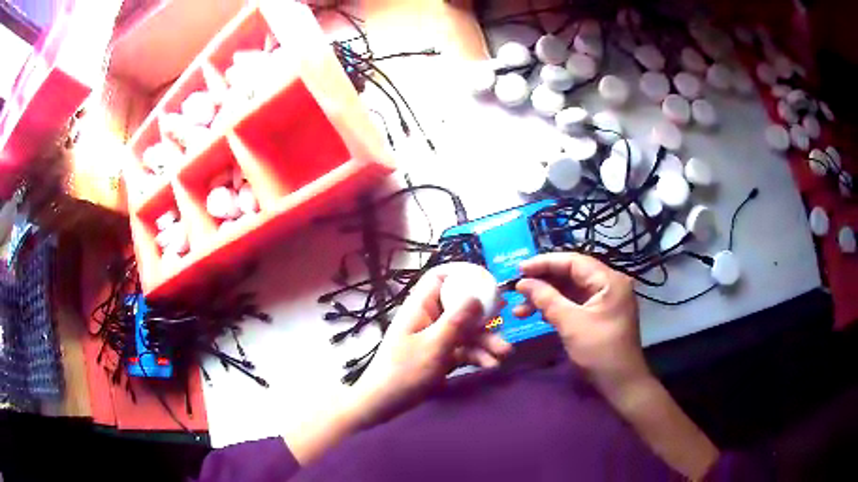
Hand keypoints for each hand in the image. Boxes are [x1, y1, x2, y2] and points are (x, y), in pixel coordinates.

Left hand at [354, 263, 512, 425]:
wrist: (384, 404)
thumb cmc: (404, 372)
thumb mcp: (434, 346)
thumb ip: (456, 321)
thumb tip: (477, 297)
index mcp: (420, 307)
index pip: (439, 278)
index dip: (462, 275)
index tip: (487, 282)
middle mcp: (428, 318)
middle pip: (460, 306)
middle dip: (483, 316)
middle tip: (504, 318)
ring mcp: (434, 338)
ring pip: (465, 330)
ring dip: (485, 340)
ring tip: (505, 353)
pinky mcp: (440, 356)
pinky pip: (462, 349)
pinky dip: (477, 355)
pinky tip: (491, 365)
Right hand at [514, 253, 650, 397]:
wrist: (621, 383)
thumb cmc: (600, 352)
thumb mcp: (571, 324)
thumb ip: (547, 299)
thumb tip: (523, 283)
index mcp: (609, 280)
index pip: (574, 261)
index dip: (544, 263)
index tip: (519, 269)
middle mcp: (609, 284)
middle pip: (571, 274)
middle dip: (543, 282)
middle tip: (517, 289)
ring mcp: (605, 299)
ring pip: (570, 289)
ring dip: (546, 296)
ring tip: (520, 308)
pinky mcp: (599, 313)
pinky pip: (574, 302)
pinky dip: (556, 307)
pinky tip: (537, 314)